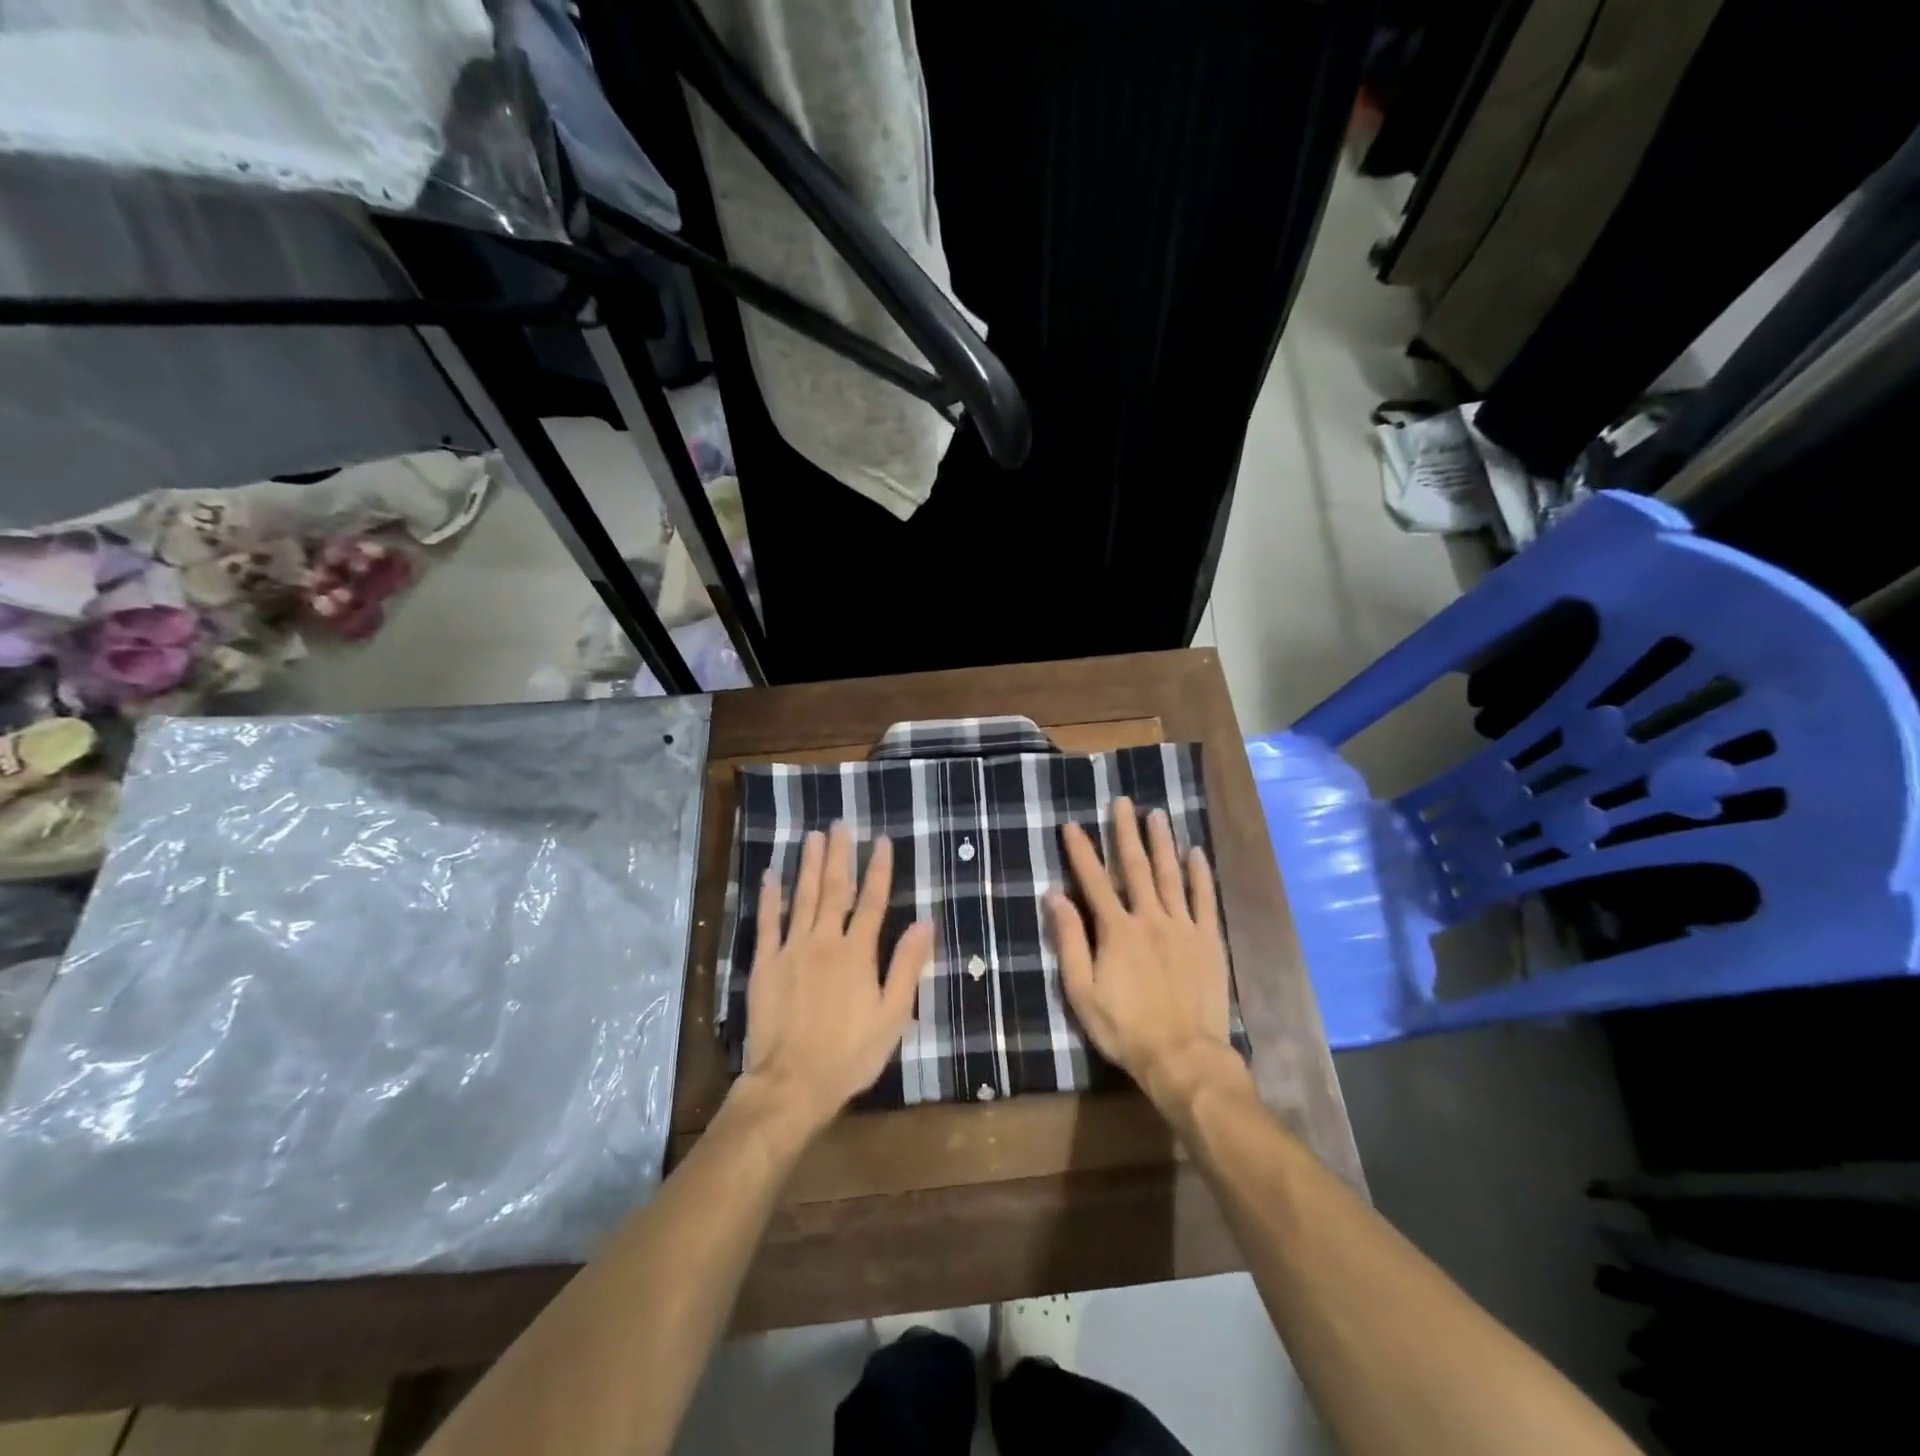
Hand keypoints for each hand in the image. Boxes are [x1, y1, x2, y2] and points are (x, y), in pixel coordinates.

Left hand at [740, 821, 932, 1132]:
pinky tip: (772, 874)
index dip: (879, 869)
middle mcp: (824, 941)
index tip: (882, 841)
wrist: (792, 1083)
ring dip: (808, 865)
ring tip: (813, 836)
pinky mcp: (765, 965)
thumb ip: (907, 966)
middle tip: (840, 824)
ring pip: (802, 898)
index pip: (874, 902)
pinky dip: (770, 897)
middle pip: (835, 890)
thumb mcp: (893, 1015)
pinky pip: (767, 923)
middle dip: (840, 855)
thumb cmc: (850, 1053)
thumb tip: (925, 922)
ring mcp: (791, 950)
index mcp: (857, 953)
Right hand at [1048, 797, 1242, 1107]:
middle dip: (1126, 832)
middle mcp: (1150, 918)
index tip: (1071, 825)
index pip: (1094, 881)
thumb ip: (1070, 942)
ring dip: (1162, 843)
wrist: (1182, 1056)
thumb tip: (1055, 897)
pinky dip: (1200, 874)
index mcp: (1117, 930)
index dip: (1081, 851)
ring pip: (1170, 875)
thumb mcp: (1082, 991)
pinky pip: (1205, 899)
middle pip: (1135, 867)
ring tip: (1157, 814)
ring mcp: (1183, 927)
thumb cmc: (1125, 1028)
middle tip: (1122, 802)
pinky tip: (1196, 852)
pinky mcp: (1208, 940)